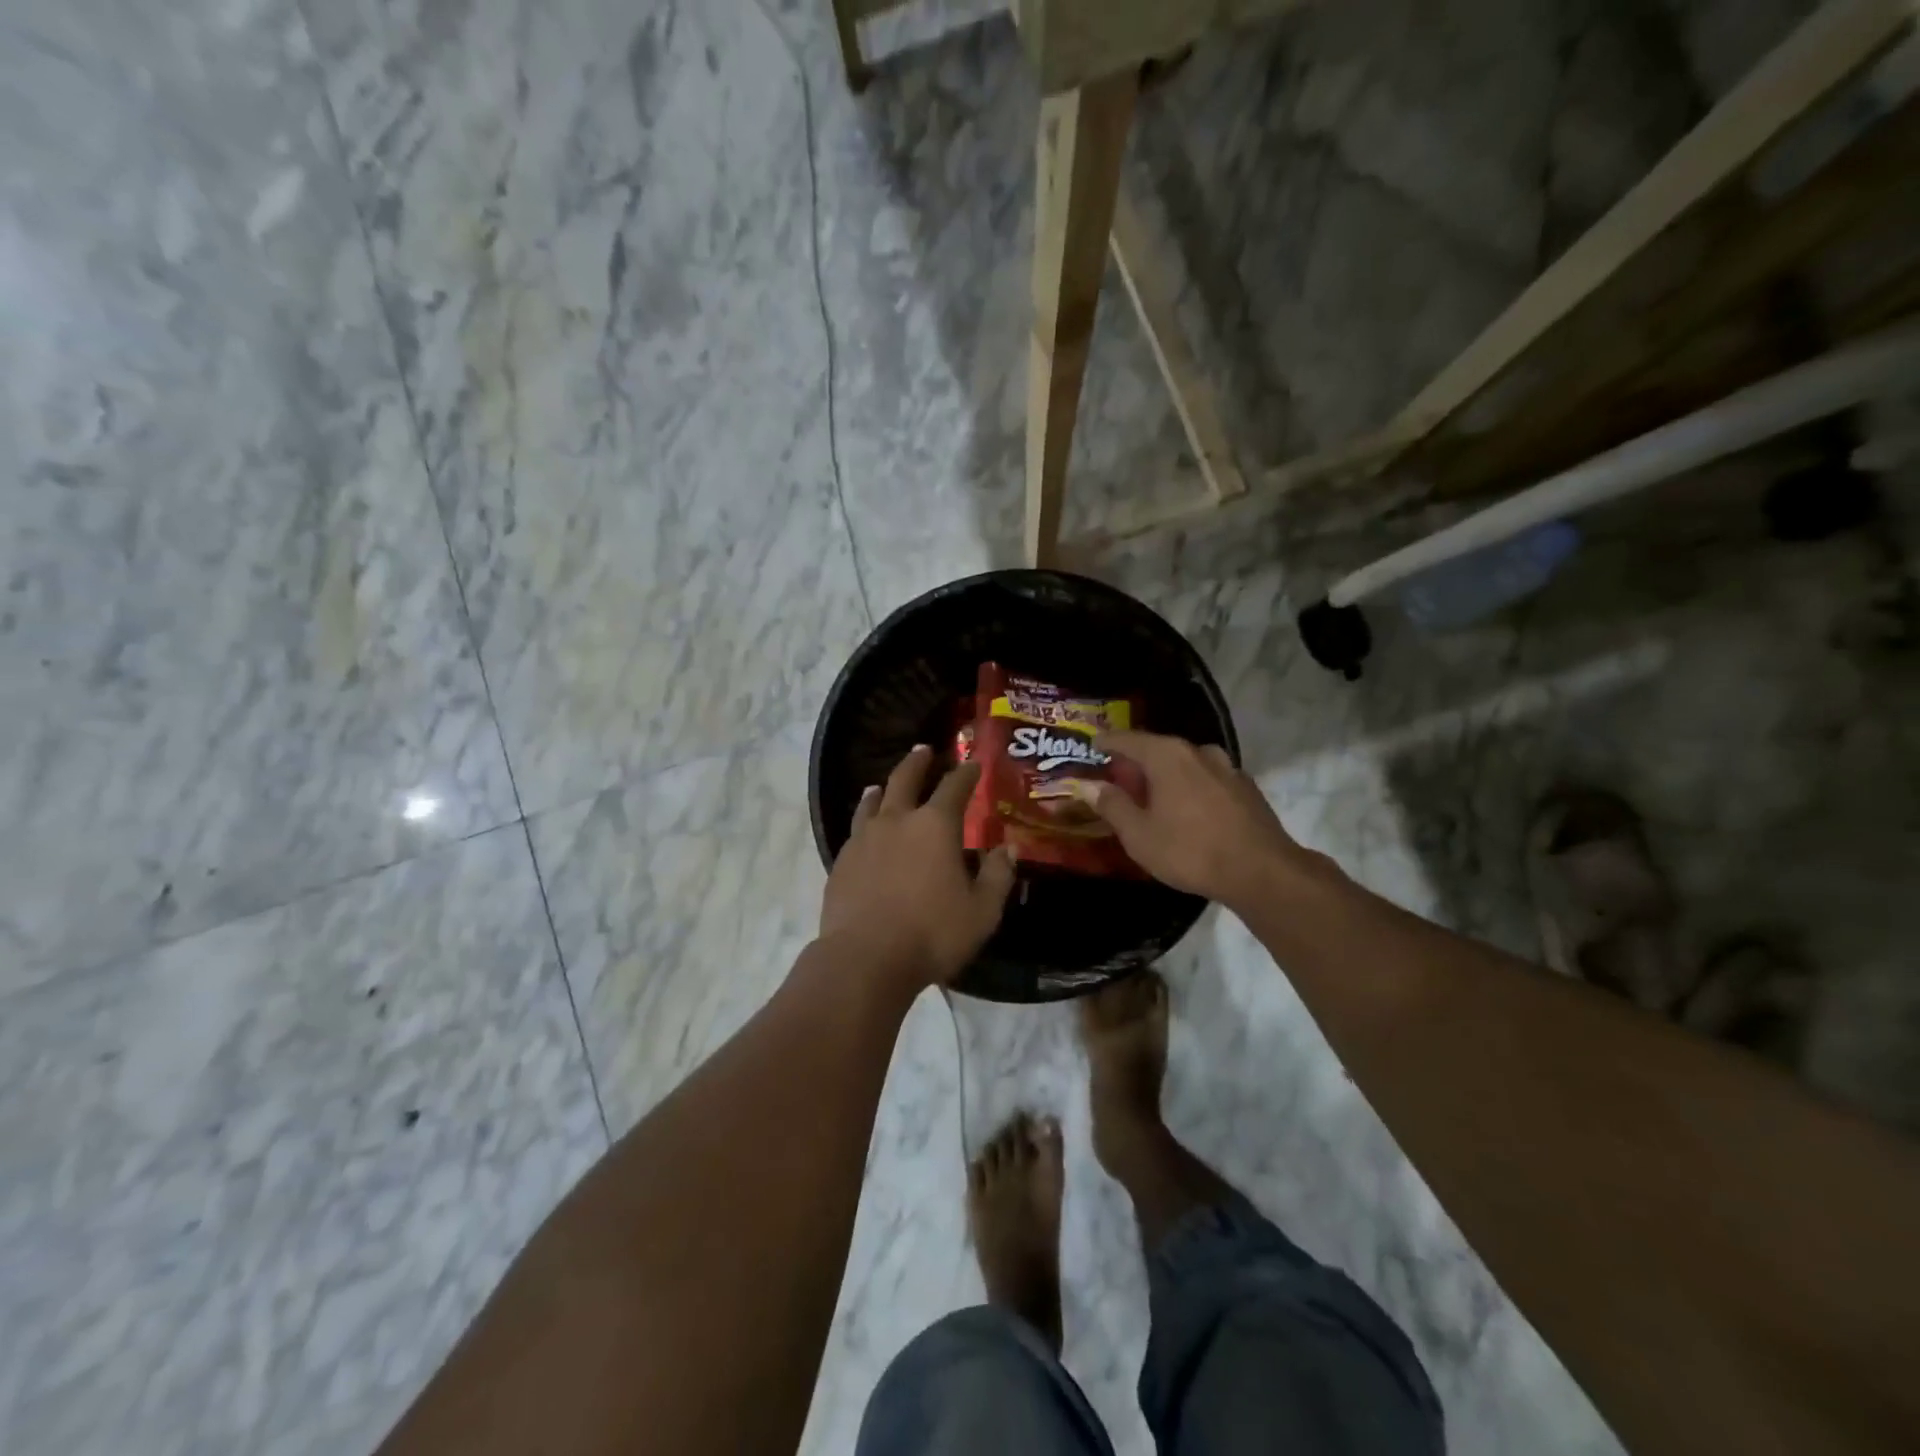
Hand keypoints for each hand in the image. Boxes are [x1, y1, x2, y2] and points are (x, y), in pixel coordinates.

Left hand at [820, 745, 1016, 987]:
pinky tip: (864, 830)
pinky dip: (864, 820)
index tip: (973, 763)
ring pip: (872, 802)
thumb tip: (1008, 848)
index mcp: (935, 826)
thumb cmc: (932, 933)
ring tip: (882, 785)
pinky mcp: (841, 861)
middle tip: (924, 750)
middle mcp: (897, 821)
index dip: (966, 773)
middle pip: (905, 779)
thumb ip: (997, 876)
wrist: (865, 958)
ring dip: (882, 789)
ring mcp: (864, 839)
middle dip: (918, 762)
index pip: (954, 786)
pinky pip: (855, 830)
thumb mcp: (982, 911)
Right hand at [1073, 731, 1317, 909]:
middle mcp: (1197, 751)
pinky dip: (1190, 787)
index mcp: (1167, 755)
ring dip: (1165, 775)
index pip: (1127, 739)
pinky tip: (1187, 809)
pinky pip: (1206, 779)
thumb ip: (1111, 805)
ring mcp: (1226, 767)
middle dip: (1135, 762)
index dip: (1106, 742)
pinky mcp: (1245, 788)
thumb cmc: (1190, 851)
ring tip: (1152, 795)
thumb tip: (1086, 785)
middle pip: (1157, 748)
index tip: (1092, 746)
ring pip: (1185, 763)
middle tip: (1118, 778)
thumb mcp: (1139, 834)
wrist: (1262, 872)